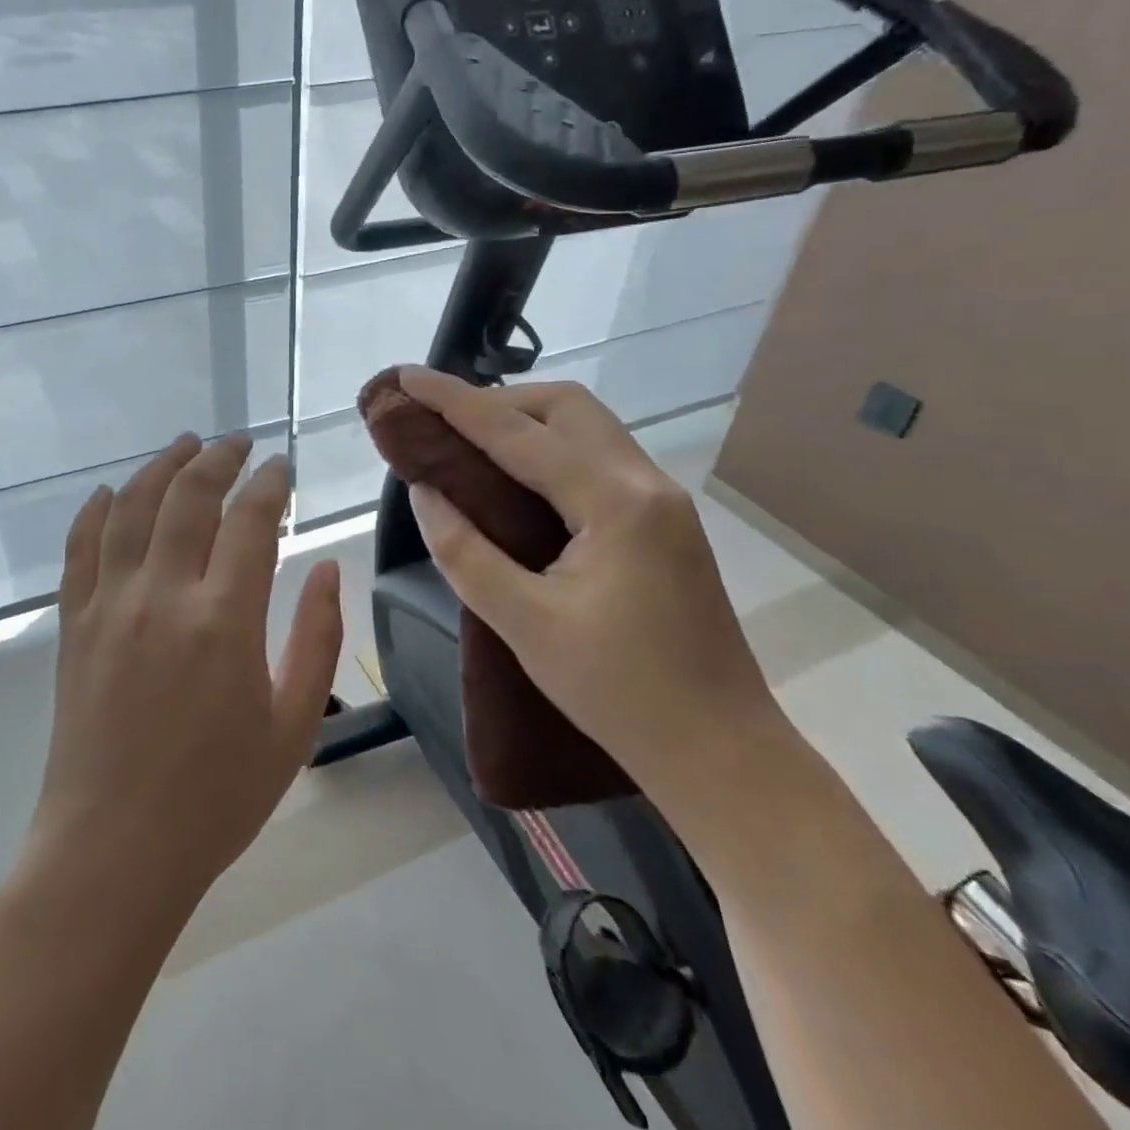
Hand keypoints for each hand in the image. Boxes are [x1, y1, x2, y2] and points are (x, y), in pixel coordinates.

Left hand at [30, 433, 343, 906]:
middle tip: (237, 443)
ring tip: (184, 445)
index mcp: (225, 620)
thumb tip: (330, 568)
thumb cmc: (217, 798)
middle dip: (218, 458)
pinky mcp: (75, 624)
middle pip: (189, 497)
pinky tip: (113, 491)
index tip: (280, 466)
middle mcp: (163, 596)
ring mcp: (110, 605)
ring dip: (161, 467)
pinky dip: (97, 510)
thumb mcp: (294, 726)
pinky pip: (82, 548)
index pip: (250, 520)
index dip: (269, 483)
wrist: (114, 851)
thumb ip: (318, 639)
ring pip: (133, 508)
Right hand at [397, 366, 780, 793]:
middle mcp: (646, 483)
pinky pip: (599, 459)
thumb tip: (425, 492)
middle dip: (498, 401)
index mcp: (615, 503)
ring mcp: (663, 501)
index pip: (518, 433)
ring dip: (527, 423)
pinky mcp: (665, 523)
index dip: (455, 401)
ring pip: (587, 428)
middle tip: (442, 422)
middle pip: (567, 407)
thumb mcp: (524, 623)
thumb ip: (464, 551)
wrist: (721, 752)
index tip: (408, 376)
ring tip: (470, 444)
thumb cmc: (619, 693)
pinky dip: (551, 450)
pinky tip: (517, 480)